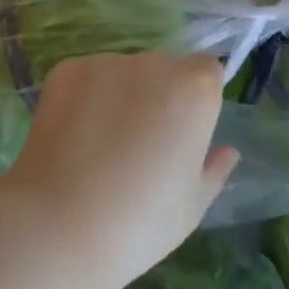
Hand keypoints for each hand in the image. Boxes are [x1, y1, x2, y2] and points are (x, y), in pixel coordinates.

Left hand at [0, 52, 239, 288]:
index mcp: (194, 90)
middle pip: (164, 69)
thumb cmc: (140, 223)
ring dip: (120, 96)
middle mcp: (154, 63)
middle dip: (158, 95)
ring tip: (100, 146)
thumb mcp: (191, 207)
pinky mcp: (68, 70)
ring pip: (123, 73)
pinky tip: (73, 139)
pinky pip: (87, 79)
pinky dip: (84, 100)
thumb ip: (214, 170)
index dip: (198, 97)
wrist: (60, 227)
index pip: (207, 71)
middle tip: (140, 144)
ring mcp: (107, 62)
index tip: (184, 131)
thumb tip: (228, 151)